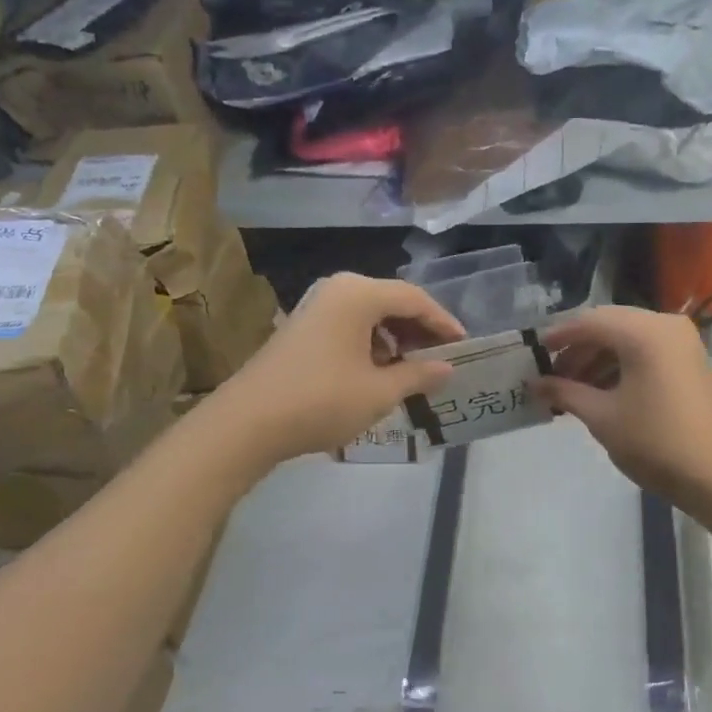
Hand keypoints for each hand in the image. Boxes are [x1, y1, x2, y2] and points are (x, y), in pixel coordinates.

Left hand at [212, 273, 463, 463]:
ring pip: (370, 314)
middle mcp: (338, 289)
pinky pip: (350, 324)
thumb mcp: (379, 392)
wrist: (247, 423)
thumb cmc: (322, 401)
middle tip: (442, 358)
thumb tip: (447, 368)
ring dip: (396, 338)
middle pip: (392, 301)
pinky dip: (371, 343)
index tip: (463, 345)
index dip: (443, 322)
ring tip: (413, 369)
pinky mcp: (303, 326)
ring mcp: (316, 306)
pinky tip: (378, 372)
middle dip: (419, 330)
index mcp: (359, 294)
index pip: (415, 299)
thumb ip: (418, 375)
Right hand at [538, 306, 711, 511]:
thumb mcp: (601, 416)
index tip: (535, 352)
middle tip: (553, 375)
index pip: (590, 321)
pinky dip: (623, 365)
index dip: (559, 336)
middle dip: (579, 348)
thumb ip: (565, 392)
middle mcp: (666, 326)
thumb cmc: (654, 441)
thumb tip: (534, 384)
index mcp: (644, 332)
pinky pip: (648, 351)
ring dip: (599, 358)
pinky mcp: (691, 361)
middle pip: (611, 325)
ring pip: (629, 338)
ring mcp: (683, 342)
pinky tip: (603, 391)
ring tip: (574, 389)